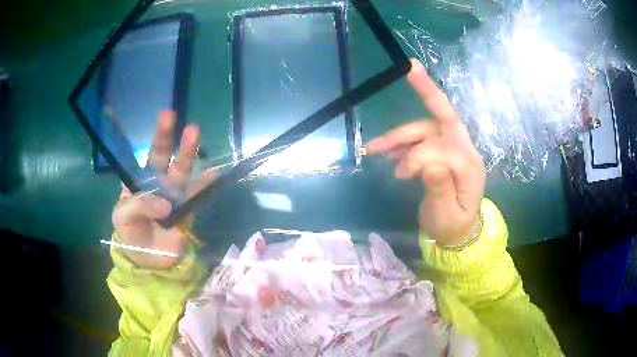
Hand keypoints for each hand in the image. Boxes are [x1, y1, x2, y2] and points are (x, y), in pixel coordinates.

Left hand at [112, 110, 214, 267]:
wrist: (148, 260)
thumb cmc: (130, 234)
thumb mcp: (123, 217)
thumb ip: (139, 205)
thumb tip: (166, 204)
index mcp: (140, 180)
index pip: (147, 154)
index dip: (156, 137)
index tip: (166, 116)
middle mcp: (158, 182)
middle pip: (166, 157)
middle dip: (173, 139)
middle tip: (182, 122)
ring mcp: (174, 195)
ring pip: (183, 171)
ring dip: (189, 155)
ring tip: (195, 135)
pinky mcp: (188, 210)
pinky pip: (197, 195)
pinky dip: (206, 184)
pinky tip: (215, 173)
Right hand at [367, 59, 484, 245]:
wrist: (457, 232)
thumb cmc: (453, 226)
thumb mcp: (447, 215)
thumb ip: (441, 189)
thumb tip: (429, 163)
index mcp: (469, 166)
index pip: (443, 147)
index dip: (419, 155)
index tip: (399, 174)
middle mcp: (463, 150)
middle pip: (442, 118)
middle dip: (427, 92)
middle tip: (409, 69)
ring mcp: (451, 150)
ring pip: (426, 128)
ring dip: (400, 133)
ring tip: (375, 147)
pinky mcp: (440, 153)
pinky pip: (420, 138)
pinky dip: (402, 141)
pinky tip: (387, 150)